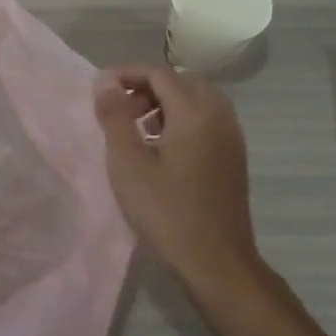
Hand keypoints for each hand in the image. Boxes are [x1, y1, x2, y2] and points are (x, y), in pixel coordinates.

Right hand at [94, 67, 262, 295]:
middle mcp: (219, 115)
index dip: (128, 73)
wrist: (217, 263)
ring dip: (166, 103)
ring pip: (197, 100)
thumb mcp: (128, 163)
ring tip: (138, 128)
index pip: (160, 72)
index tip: (101, 89)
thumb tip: (105, 81)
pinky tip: (162, 149)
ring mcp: (231, 137)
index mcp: (195, 112)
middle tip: (121, 108)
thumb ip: (115, 116)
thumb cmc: (167, 212)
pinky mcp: (234, 157)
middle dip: (148, 86)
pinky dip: (182, 120)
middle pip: (181, 81)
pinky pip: (207, 120)